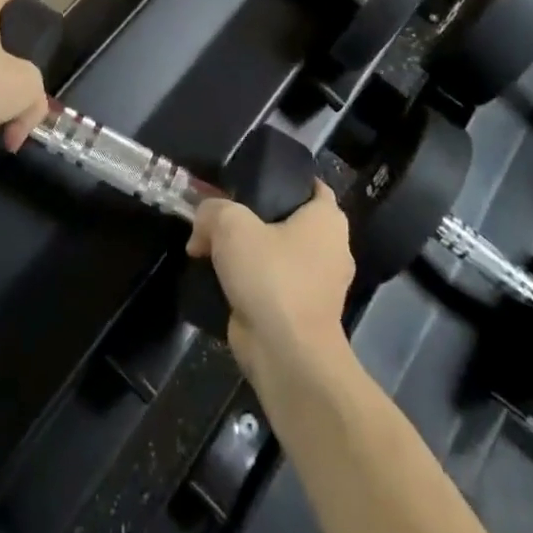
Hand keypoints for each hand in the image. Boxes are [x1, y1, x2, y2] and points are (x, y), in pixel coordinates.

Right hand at [186, 183, 353, 383]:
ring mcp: (317, 285)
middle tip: (221, 213)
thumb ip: (212, 211)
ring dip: (248, 253)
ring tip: (211, 248)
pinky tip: (219, 280)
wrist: (287, 355)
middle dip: (255, 217)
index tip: (251, 177)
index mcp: (327, 220)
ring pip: (277, 254)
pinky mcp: (300, 314)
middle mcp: (330, 249)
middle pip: (287, 220)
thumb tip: (202, 224)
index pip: (311, 185)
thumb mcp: (231, 226)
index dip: (282, 177)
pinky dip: (251, 282)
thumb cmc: (272, 276)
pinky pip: (273, 284)